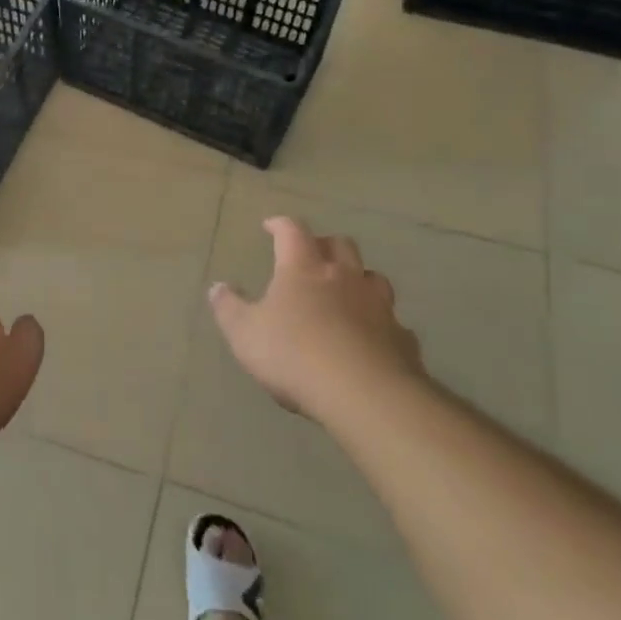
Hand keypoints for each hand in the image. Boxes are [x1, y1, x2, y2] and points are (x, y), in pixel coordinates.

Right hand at [208, 217, 423, 421]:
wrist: (365, 395)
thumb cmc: (295, 355)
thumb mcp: (244, 333)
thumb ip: (228, 308)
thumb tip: (217, 288)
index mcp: (304, 269)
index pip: (292, 231)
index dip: (280, 225)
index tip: (271, 226)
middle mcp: (344, 277)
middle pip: (340, 245)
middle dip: (324, 244)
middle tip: (311, 255)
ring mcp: (379, 306)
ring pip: (373, 277)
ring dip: (358, 278)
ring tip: (345, 292)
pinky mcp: (402, 338)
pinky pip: (392, 321)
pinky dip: (379, 322)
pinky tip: (371, 338)